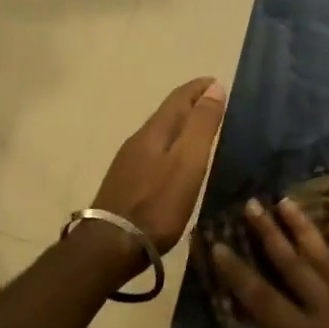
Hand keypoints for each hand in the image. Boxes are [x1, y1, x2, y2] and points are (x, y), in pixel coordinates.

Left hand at [90, 78, 226, 253]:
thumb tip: (214, 87)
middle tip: (214, 103)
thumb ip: (201, 125)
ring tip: (200, 130)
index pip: (180, 97)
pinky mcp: (126, 182)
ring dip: (181, 125)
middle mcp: (139, 139)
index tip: (217, 82)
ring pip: (160, 132)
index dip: (199, 87)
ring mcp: (129, 161)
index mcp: (156, 130)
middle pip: (168, 112)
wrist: (111, 245)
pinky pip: (154, 151)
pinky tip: (176, 161)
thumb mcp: (188, 162)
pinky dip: (171, 145)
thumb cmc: (157, 203)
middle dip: (191, 103)